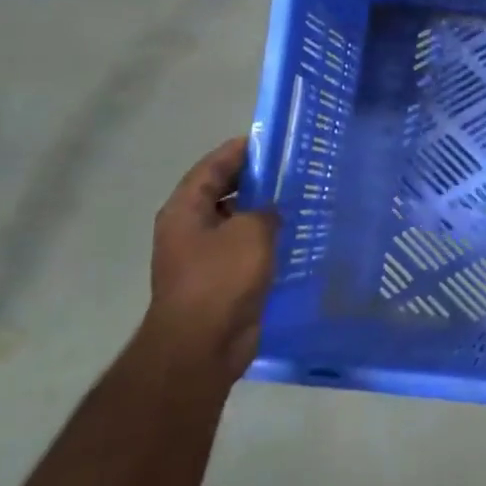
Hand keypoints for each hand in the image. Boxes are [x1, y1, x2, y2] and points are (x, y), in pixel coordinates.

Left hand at [146, 136, 278, 378]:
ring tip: (299, 201)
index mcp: (185, 210)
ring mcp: (203, 257)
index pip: (211, 167)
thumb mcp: (250, 232)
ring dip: (262, 213)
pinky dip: (266, 241)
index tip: (270, 141)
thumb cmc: (221, 280)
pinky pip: (246, 250)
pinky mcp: (221, 280)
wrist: (203, 344)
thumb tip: (270, 210)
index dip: (239, 151)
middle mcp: (189, 229)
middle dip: (254, 181)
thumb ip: (264, 211)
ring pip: (236, 223)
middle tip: (292, 171)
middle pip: (222, 193)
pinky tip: (294, 239)